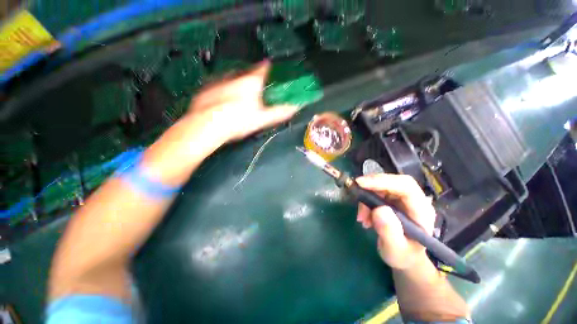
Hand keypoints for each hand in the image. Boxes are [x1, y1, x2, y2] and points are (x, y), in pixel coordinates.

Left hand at [184, 61, 298, 143]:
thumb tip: (295, 107)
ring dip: (239, 84)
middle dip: (253, 79)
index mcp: (251, 82)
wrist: (207, 125)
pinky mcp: (207, 87)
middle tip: (256, 91)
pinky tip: (225, 102)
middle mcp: (235, 76)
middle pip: (248, 73)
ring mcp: (220, 80)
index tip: (270, 69)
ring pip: (233, 78)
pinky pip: (220, 84)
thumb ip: (279, 112)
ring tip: (240, 98)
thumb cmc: (239, 121)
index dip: (268, 68)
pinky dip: (225, 90)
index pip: (263, 68)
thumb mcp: (262, 119)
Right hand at [355, 174, 435, 269]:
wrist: (405, 257)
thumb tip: (379, 209)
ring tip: (362, 217)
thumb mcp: (395, 250)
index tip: (361, 183)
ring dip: (367, 198)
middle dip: (371, 187)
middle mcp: (414, 200)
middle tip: (356, 193)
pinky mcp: (392, 200)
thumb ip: (389, 232)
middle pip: (392, 182)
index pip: (405, 186)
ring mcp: (402, 199)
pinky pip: (376, 193)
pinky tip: (365, 217)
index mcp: (422, 210)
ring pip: (381, 186)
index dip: (383, 181)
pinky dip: (366, 202)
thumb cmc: (403, 256)